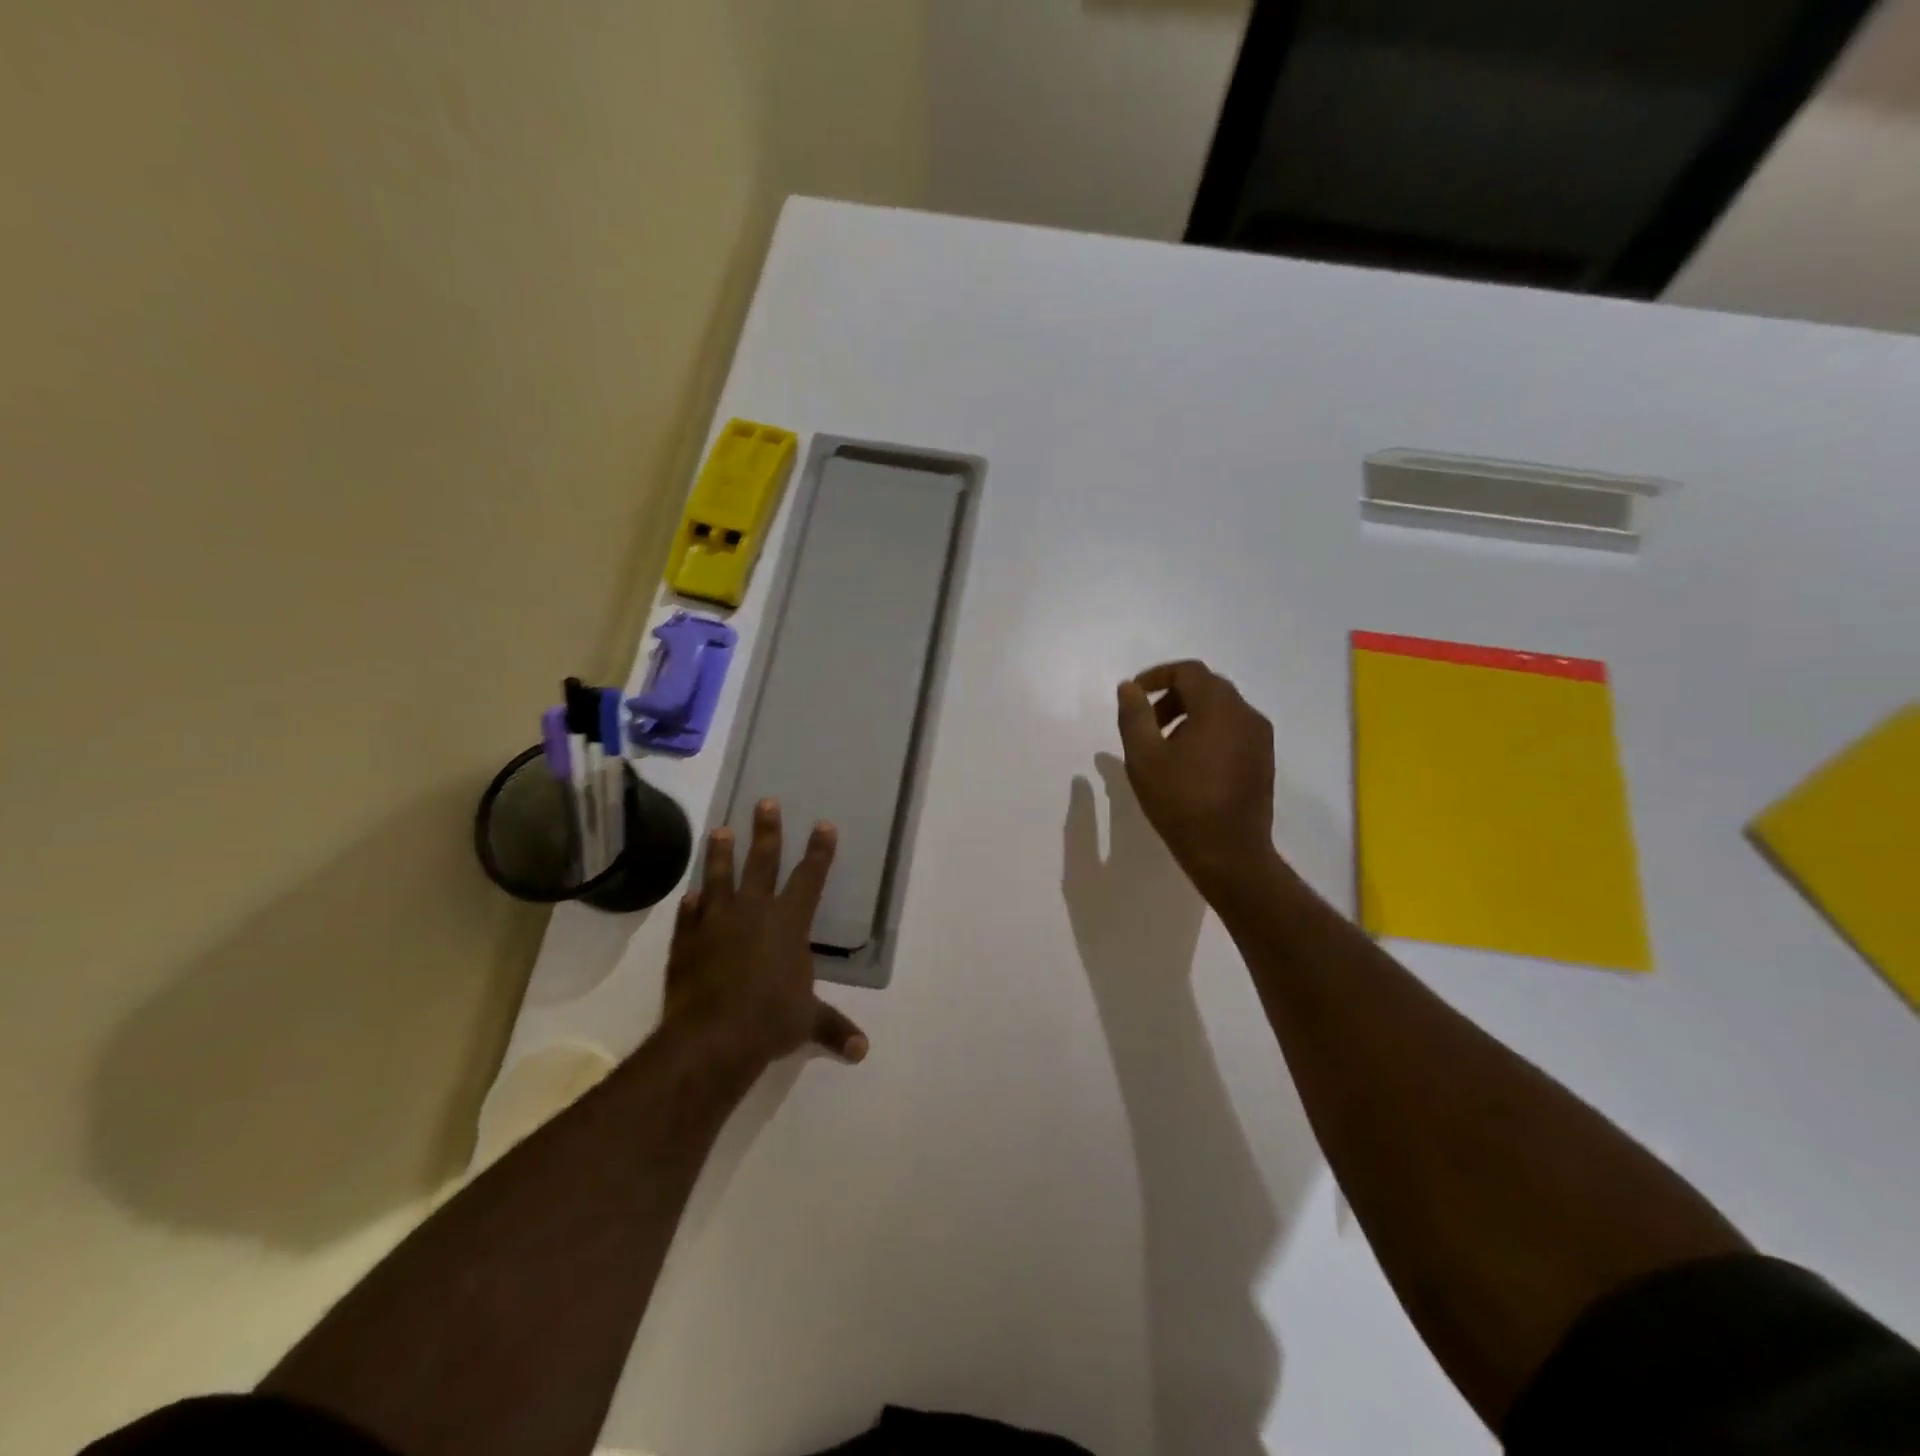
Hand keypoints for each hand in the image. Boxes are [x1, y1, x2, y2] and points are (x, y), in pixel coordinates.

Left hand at [662, 799, 868, 1067]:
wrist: (713, 1036)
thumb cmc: (771, 1020)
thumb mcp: (807, 1022)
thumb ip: (833, 1028)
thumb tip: (862, 1051)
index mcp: (789, 923)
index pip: (810, 877)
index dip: (819, 851)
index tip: (823, 824)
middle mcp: (754, 912)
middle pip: (762, 862)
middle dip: (766, 831)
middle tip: (764, 802)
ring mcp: (716, 923)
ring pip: (719, 878)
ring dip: (720, 854)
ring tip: (719, 830)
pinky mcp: (686, 941)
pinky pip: (690, 916)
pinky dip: (692, 906)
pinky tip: (690, 896)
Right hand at [1116, 660, 1276, 897]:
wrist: (1229, 853)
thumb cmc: (1181, 802)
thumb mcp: (1144, 757)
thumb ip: (1134, 716)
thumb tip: (1129, 688)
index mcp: (1219, 708)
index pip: (1189, 672)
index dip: (1158, 676)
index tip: (1134, 694)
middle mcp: (1246, 714)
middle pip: (1207, 687)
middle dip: (1173, 696)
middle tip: (1147, 722)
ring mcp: (1260, 738)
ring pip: (1222, 709)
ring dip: (1191, 715)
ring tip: (1165, 746)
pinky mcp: (1264, 760)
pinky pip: (1234, 729)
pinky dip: (1209, 731)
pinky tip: (1190, 763)